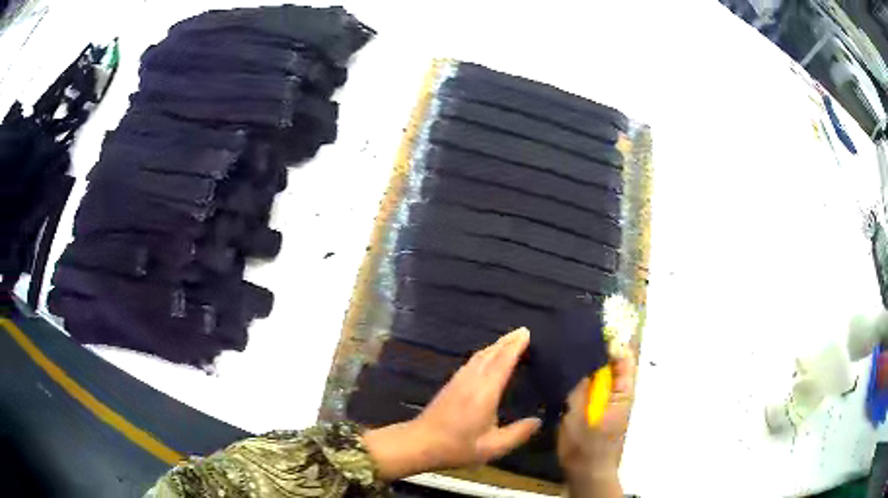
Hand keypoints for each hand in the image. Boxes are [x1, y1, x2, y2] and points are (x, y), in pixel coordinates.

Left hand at [362, 327, 541, 479]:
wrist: (419, 443)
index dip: (515, 346)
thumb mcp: (493, 447)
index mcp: (484, 392)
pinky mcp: (450, 386)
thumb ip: (517, 434)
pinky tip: (485, 359)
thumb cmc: (457, 446)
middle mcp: (471, 380)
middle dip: (507, 341)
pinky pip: (471, 362)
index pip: (502, 362)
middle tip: (522, 331)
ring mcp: (458, 381)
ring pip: (479, 356)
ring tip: (508, 342)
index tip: (527, 332)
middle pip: (490, 354)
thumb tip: (537, 421)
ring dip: (495, 346)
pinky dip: (484, 355)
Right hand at [557, 344, 635, 496]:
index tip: (590, 331)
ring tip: (566, 353)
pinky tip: (565, 375)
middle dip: (597, 351)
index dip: (611, 344)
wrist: (587, 474)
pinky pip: (593, 389)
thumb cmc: (586, 448)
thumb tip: (578, 361)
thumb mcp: (578, 418)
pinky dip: (583, 379)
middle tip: (573, 338)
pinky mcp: (598, 411)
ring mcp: (609, 403)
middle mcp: (619, 395)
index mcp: (622, 394)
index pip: (623, 360)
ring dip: (588, 365)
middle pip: (613, 365)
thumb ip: (579, 390)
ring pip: (602, 377)